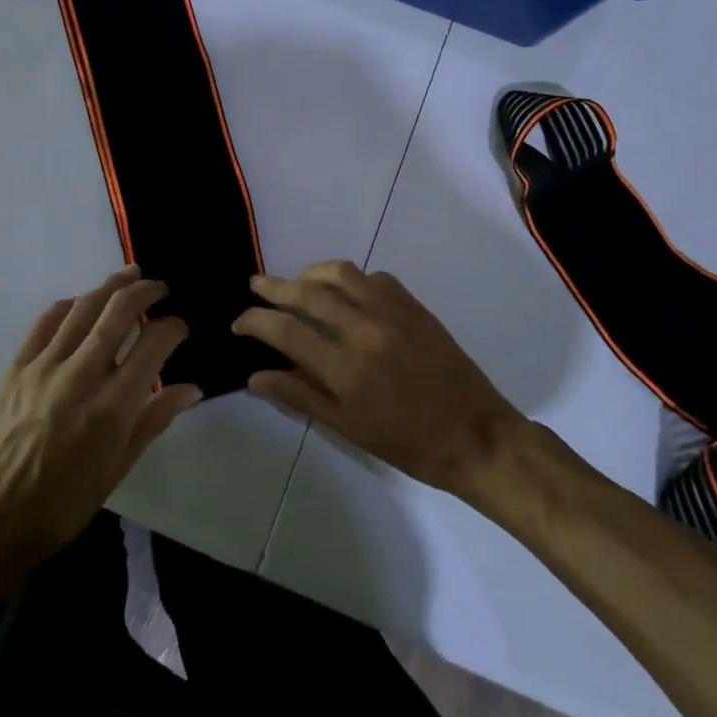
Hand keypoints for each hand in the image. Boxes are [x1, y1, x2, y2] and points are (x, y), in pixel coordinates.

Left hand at [0, 266, 201, 581]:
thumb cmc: (65, 502)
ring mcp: (43, 367)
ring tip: (130, 275)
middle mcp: (80, 377)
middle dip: (145, 292)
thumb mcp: (119, 467)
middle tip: (160, 288)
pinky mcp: (16, 367)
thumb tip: (192, 388)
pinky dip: (70, 304)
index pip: (153, 345)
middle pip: (118, 312)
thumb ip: (155, 419)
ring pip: (83, 307)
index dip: (173, 327)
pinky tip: (83, 301)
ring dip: (110, 286)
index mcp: (112, 408)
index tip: (180, 327)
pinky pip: (46, 321)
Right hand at [235, 261, 525, 498]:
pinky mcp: (414, 306)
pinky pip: (374, 278)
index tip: (239, 322)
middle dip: (274, 287)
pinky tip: (344, 292)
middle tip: (256, 285)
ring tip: (297, 282)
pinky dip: (351, 279)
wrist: (476, 435)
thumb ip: (300, 396)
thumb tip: (255, 377)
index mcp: (346, 369)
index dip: (255, 321)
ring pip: (341, 273)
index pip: (286, 331)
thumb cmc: (408, 444)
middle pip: (308, 293)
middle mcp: (366, 331)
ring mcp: (393, 313)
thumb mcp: (349, 429)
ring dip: (311, 273)